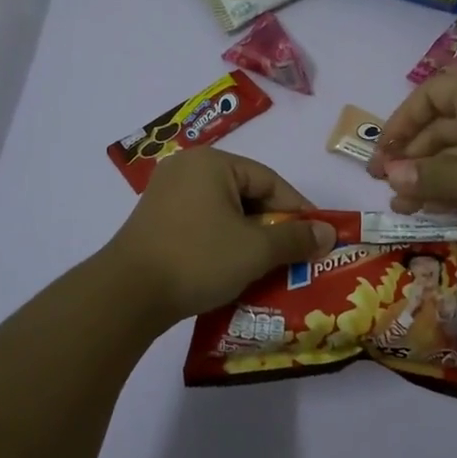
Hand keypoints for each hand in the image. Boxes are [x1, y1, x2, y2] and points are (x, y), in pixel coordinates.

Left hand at [102, 150, 338, 327]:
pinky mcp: (156, 220)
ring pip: (224, 211)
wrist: (127, 295)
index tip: (319, 237)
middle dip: (273, 226)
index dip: (298, 210)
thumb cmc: (198, 259)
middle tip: (296, 254)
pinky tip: (235, 268)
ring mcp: (167, 194)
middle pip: (246, 193)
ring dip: (249, 238)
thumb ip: (295, 238)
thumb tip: (329, 233)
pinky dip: (223, 242)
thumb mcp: (255, 249)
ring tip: (270, 265)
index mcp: (212, 162)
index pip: (269, 181)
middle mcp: (188, 168)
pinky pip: (203, 223)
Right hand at [367, 71, 456, 242]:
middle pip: (444, 126)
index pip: (429, 96)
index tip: (382, 156)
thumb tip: (391, 176)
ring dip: (435, 178)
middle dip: (414, 159)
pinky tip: (446, 211)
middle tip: (388, 190)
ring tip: (409, 210)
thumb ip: (428, 176)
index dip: (400, 123)